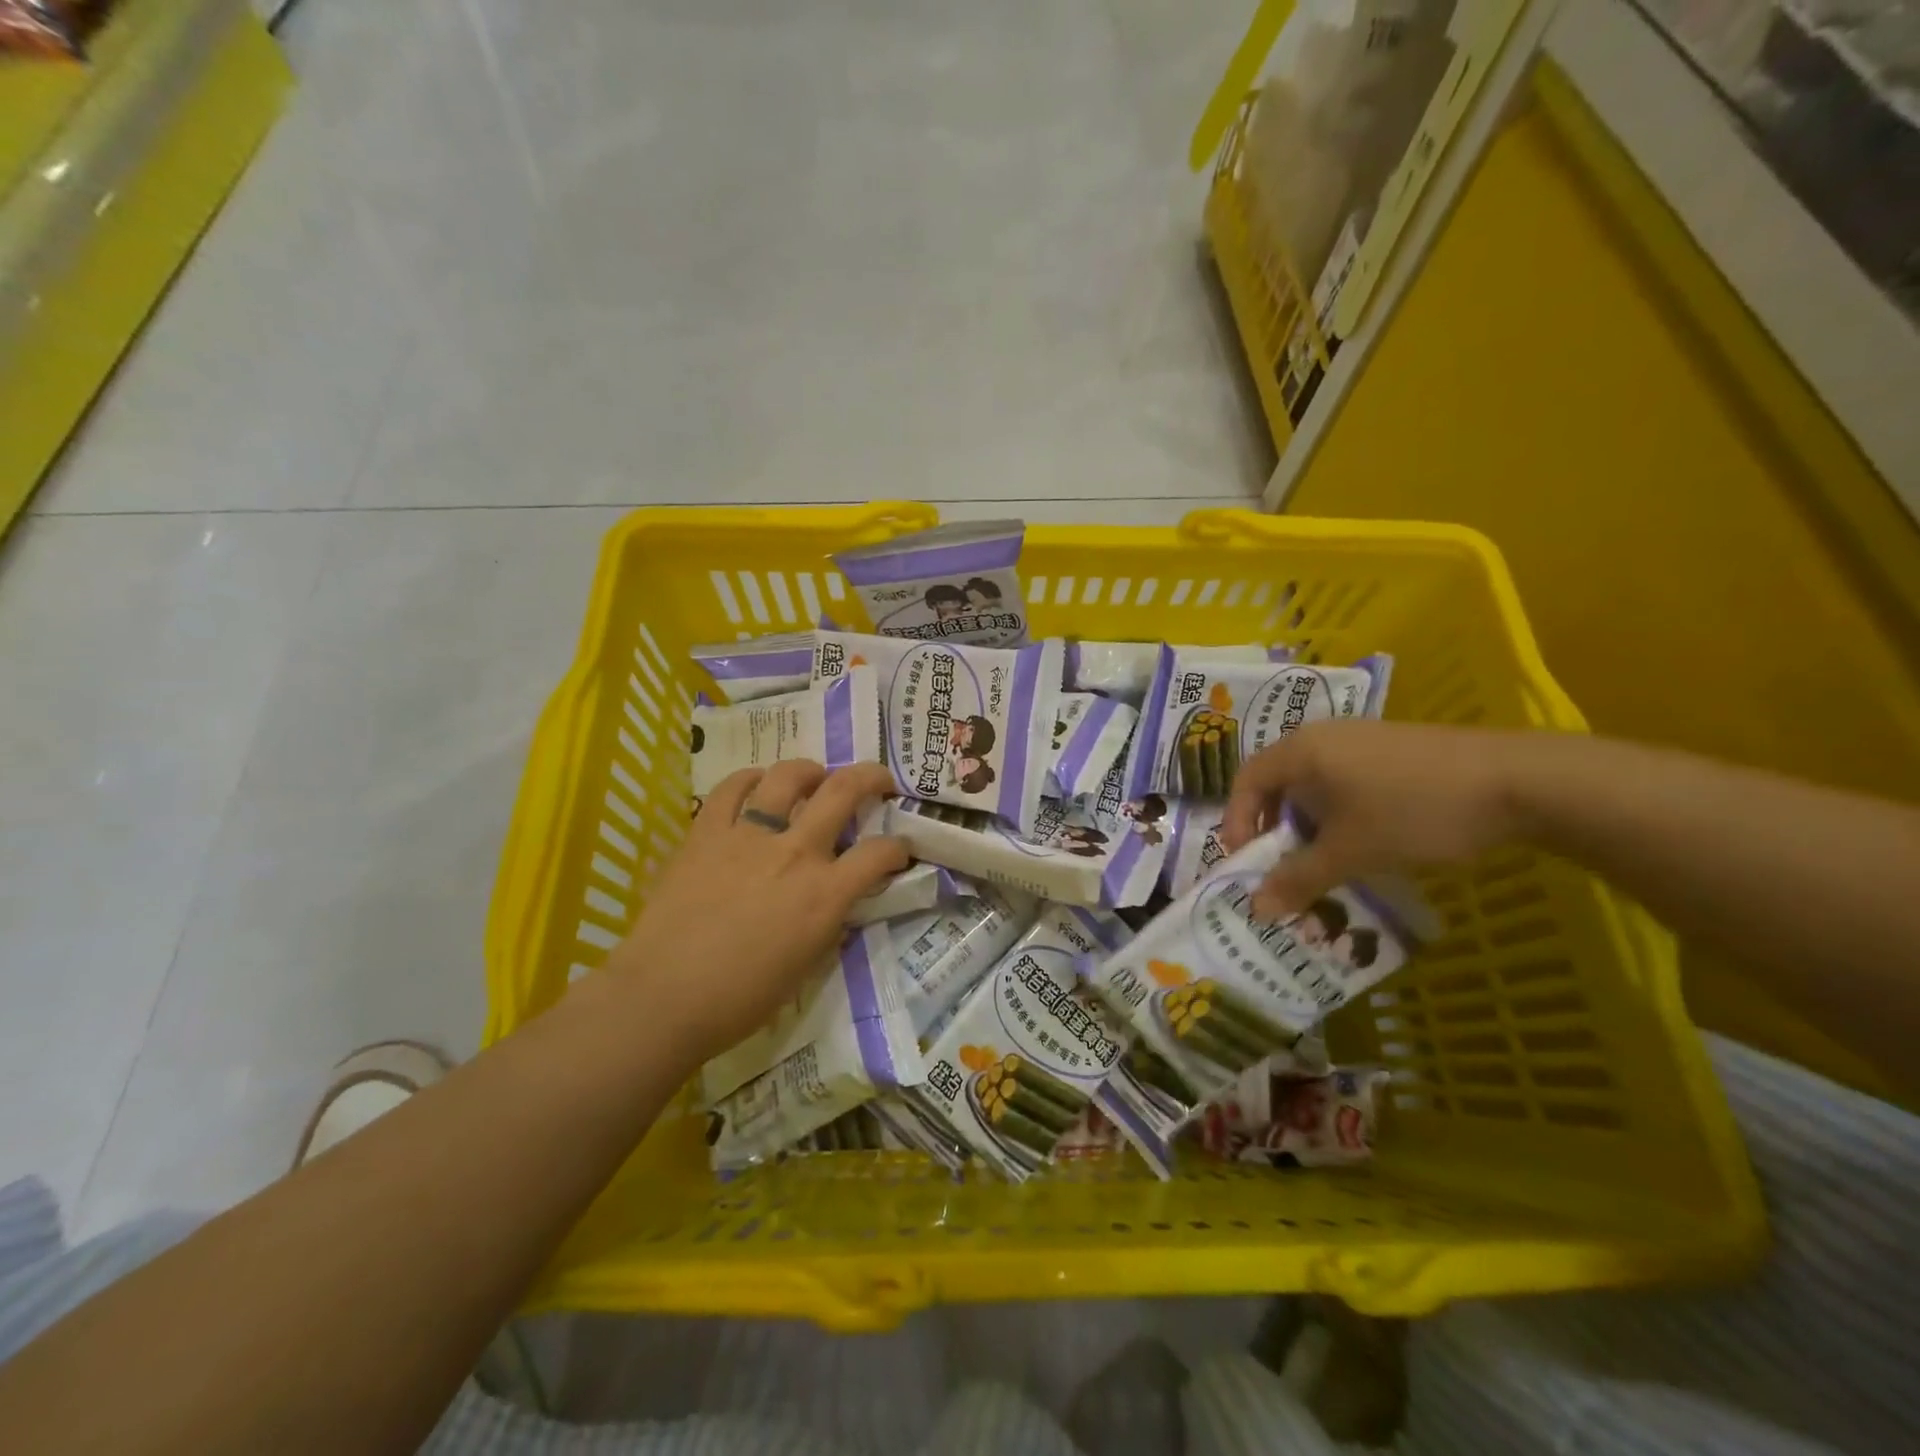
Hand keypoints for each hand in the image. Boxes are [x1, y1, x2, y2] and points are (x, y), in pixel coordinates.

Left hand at [603, 761, 907, 1065]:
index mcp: (825, 894)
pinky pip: (731, 789)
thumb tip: (836, 902)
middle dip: (871, 778)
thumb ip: (828, 923)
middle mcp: (795, 853)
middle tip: (878, 781)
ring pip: (788, 776)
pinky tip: (756, 785)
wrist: (664, 998)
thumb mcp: (806, 965)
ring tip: (814, 776)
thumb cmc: (741, 998)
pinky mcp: (706, 833)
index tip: (899, 850)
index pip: (879, 853)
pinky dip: (750, 780)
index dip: (898, 847)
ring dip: (810, 770)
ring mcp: (748, 836)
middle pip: (843, 792)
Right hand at [1221, 720, 1525, 917]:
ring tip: (1323, 860)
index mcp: (1302, 750)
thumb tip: (1255, 909)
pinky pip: (1346, 780)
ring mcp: (1362, 740)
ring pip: (1315, 784)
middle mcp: (1324, 736)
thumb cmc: (1414, 811)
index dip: (1236, 822)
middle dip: (1273, 827)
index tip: (1245, 861)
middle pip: (1277, 781)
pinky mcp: (1394, 751)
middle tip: (1280, 865)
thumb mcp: (1351, 851)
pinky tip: (1365, 840)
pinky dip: (1339, 813)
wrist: (1519, 782)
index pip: (1246, 781)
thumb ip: (1299, 879)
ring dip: (1308, 824)